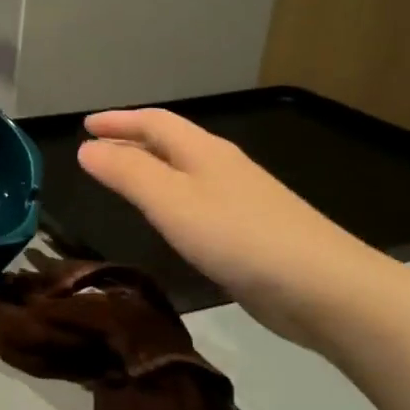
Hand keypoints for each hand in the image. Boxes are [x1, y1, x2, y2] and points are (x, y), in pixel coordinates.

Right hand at [78, 109, 394, 347]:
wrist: (324, 288)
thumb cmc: (238, 237)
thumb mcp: (171, 201)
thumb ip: (127, 173)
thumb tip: (87, 148)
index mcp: (203, 152)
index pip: (154, 122)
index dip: (119, 121)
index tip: (85, 125)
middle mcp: (222, 167)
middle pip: (171, 142)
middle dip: (132, 140)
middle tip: (96, 148)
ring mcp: (240, 199)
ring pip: (184, 172)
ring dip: (150, 168)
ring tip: (122, 178)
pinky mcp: (250, 232)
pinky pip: (197, 201)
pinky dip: (170, 198)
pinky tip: (167, 220)